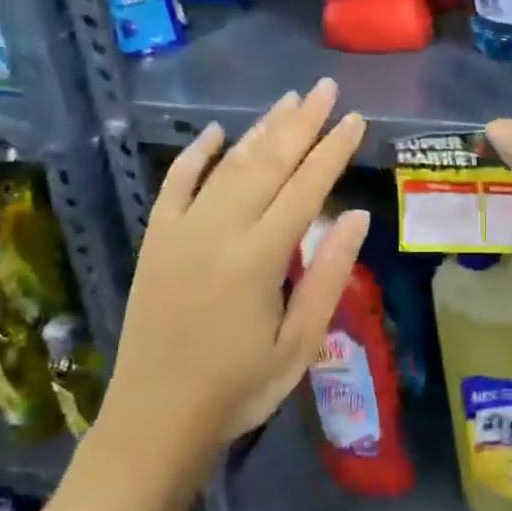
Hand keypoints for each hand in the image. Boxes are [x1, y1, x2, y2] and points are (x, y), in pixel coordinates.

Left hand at [107, 77, 367, 452]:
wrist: (154, 421)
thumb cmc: (238, 388)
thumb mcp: (299, 344)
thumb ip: (328, 275)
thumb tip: (357, 215)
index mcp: (259, 257)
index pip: (307, 187)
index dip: (333, 150)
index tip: (355, 119)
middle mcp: (219, 230)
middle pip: (268, 162)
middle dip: (302, 122)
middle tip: (326, 89)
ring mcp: (182, 230)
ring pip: (229, 165)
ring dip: (261, 129)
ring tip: (289, 100)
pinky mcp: (156, 239)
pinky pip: (175, 184)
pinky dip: (195, 155)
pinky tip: (215, 132)